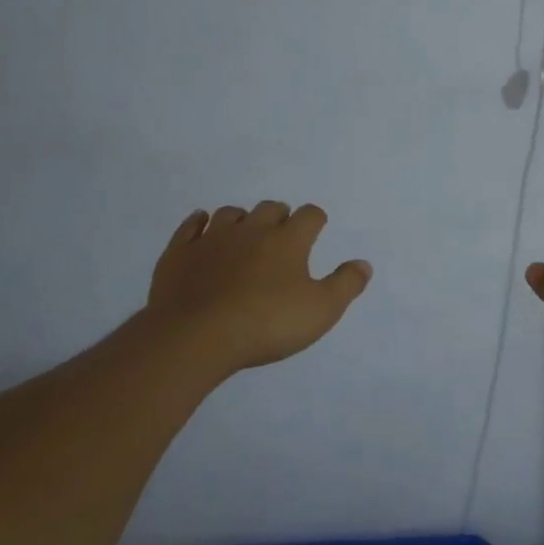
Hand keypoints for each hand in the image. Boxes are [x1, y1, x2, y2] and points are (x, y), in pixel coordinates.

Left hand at [142, 202, 371, 374]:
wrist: (196, 336)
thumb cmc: (267, 323)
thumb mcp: (321, 311)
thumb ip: (346, 285)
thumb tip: (363, 264)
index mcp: (288, 241)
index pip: (309, 216)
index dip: (316, 220)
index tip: (317, 229)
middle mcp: (251, 230)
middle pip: (270, 208)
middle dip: (280, 216)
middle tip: (283, 235)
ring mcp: (212, 238)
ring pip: (231, 214)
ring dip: (242, 219)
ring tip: (245, 234)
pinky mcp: (180, 252)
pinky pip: (191, 226)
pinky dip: (200, 223)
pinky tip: (202, 226)